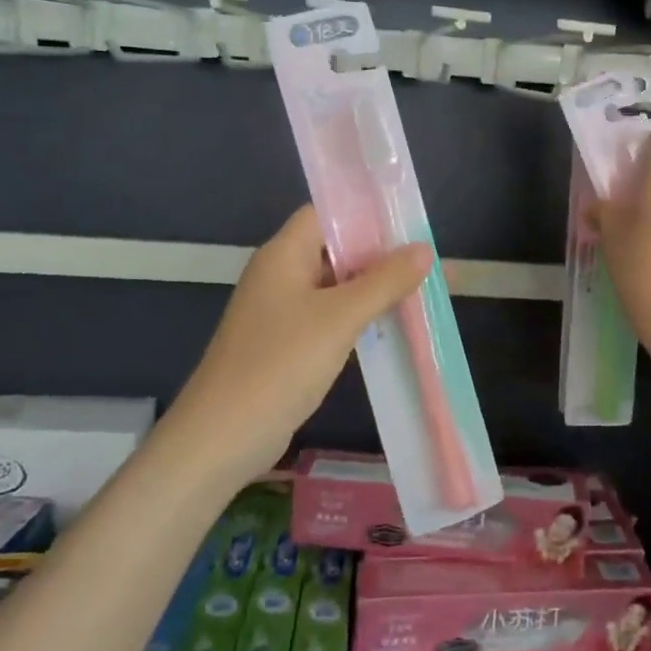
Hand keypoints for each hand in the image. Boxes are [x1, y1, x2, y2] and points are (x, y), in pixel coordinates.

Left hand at [164, 205, 432, 483]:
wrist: (222, 437)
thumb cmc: (280, 364)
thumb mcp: (340, 317)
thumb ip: (384, 281)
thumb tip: (424, 248)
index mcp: (283, 254)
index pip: (325, 213)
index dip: (365, 213)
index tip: (409, 223)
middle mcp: (280, 275)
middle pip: (334, 249)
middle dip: (379, 253)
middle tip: (427, 260)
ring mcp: (282, 311)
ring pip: (335, 286)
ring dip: (373, 287)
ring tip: (421, 289)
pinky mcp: (287, 344)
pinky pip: (329, 317)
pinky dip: (359, 317)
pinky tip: (391, 325)